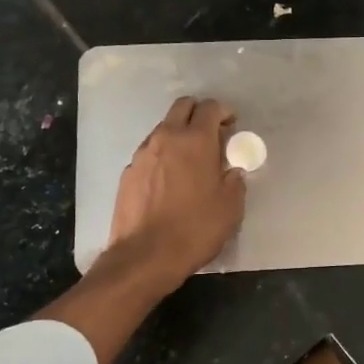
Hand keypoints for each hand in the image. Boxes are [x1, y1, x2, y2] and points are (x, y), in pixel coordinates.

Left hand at [107, 97, 246, 286]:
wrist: (145, 256)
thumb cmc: (195, 229)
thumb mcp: (230, 207)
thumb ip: (234, 181)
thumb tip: (231, 170)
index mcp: (195, 141)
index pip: (209, 107)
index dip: (223, 113)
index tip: (231, 127)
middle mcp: (166, 138)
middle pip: (182, 107)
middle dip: (198, 114)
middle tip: (211, 136)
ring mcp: (142, 154)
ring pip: (163, 129)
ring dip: (178, 135)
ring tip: (190, 162)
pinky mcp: (128, 173)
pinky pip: (150, 153)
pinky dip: (162, 157)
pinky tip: (169, 182)